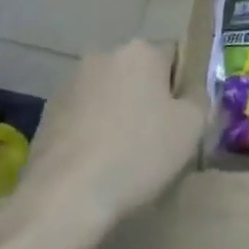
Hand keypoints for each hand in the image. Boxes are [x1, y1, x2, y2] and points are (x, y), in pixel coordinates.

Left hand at [20, 41, 205, 227]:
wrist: (64, 197)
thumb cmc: (138, 154)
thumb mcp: (191, 127)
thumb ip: (200, 99)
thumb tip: (193, 93)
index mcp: (141, 51)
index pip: (175, 56)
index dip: (184, 87)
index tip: (184, 119)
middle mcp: (103, 55)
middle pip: (140, 73)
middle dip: (149, 98)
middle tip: (159, 138)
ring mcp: (70, 83)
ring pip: (110, 94)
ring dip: (119, 113)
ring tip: (125, 156)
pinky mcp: (47, 113)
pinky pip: (84, 115)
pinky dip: (94, 131)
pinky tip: (97, 164)